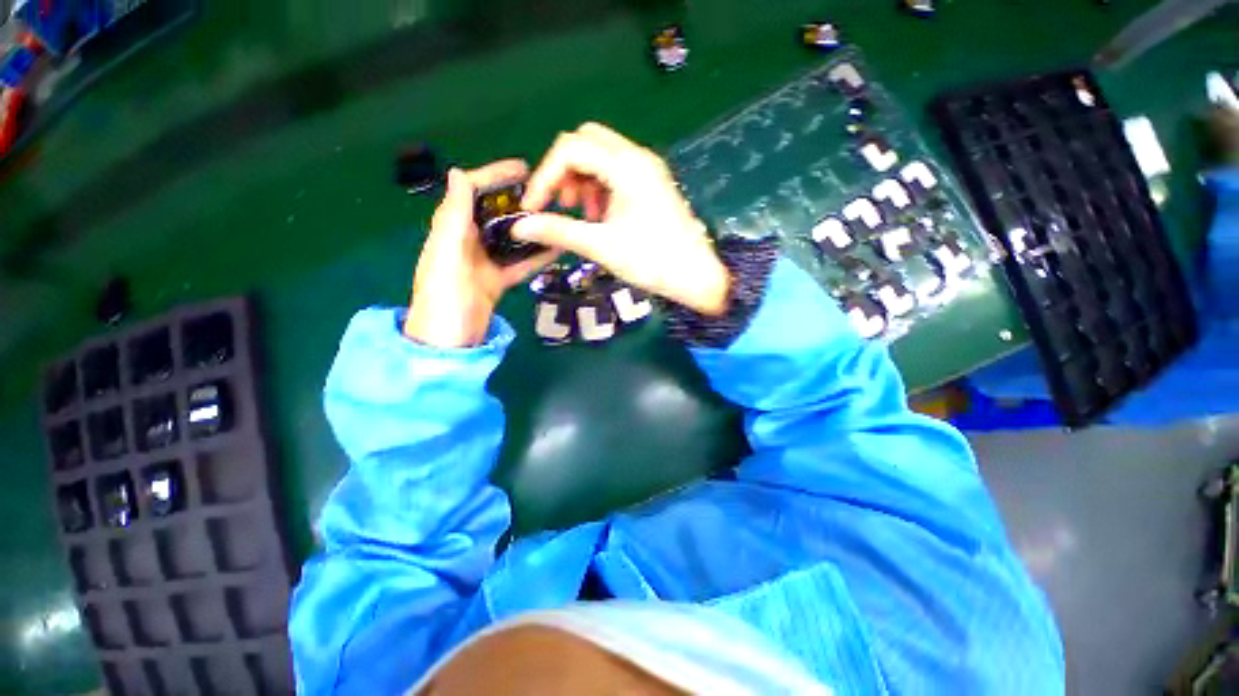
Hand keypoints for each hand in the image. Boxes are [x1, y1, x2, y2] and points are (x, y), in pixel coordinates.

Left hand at [404, 160, 558, 347]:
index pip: (470, 192)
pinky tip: (555, 250)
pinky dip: (535, 257)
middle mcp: (467, 242)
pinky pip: (519, 263)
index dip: (493, 175)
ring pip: (510, 238)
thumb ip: (453, 219)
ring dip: (530, 227)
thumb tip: (458, 173)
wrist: (448, 343)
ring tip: (556, 217)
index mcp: (450, 231)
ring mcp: (484, 262)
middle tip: (548, 194)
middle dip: (517, 200)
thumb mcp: (447, 256)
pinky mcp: (496, 280)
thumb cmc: (444, 300)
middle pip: (494, 213)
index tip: (522, 168)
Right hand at [513, 123, 729, 315]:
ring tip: (583, 215)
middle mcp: (637, 157)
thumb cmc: (652, 262)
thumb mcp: (601, 247)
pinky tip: (601, 215)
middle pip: (585, 141)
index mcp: (626, 167)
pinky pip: (616, 170)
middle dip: (564, 171)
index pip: (570, 148)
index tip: (533, 208)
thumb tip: (519, 228)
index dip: (545, 176)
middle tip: (562, 205)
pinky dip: (599, 186)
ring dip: (582, 179)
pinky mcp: (652, 182)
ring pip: (601, 154)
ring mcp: (647, 168)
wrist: (696, 276)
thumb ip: (558, 232)